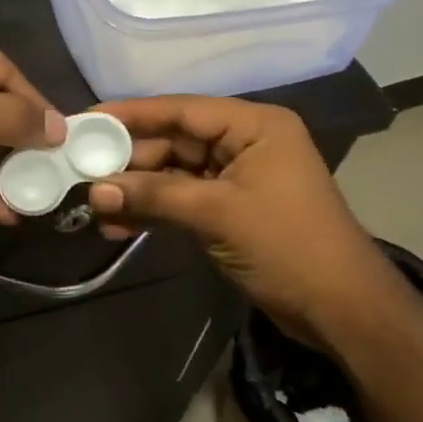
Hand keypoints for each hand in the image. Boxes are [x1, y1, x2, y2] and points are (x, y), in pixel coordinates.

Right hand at [88, 95, 398, 336]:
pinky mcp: (229, 211)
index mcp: (253, 126)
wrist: (342, 311)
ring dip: (136, 191)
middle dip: (129, 161)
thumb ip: (154, 195)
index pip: (182, 110)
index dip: (132, 114)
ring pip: (173, 174)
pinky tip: (117, 226)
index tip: (87, 119)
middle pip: (174, 142)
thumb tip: (94, 191)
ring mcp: (236, 179)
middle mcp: (244, 143)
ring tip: (91, 206)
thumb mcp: (217, 213)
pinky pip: (182, 201)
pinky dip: (154, 212)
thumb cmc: (288, 245)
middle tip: (80, 172)